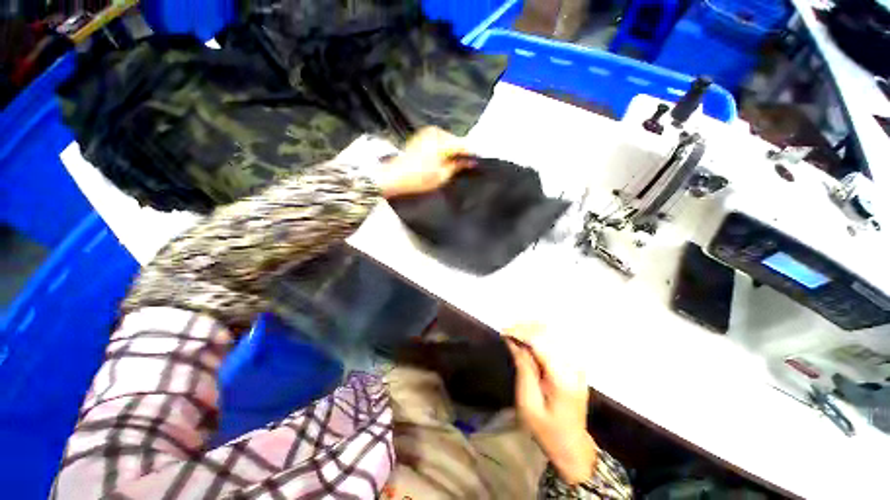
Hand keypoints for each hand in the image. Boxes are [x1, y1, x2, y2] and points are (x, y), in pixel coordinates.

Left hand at [372, 127, 475, 197]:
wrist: (393, 177)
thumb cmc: (418, 179)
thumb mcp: (442, 176)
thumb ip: (458, 166)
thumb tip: (471, 161)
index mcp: (442, 141)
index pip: (464, 145)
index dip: (473, 154)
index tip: (479, 162)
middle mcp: (436, 132)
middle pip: (456, 141)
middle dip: (462, 152)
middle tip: (468, 166)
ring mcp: (427, 132)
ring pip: (448, 140)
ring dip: (453, 151)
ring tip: (457, 164)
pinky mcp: (422, 136)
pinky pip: (439, 140)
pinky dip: (444, 149)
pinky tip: (445, 159)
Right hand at [504, 324, 598, 484]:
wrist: (572, 445)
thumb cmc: (546, 429)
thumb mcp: (528, 404)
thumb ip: (523, 369)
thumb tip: (514, 341)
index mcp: (562, 378)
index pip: (540, 341)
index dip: (520, 332)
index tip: (503, 332)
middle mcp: (573, 365)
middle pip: (548, 332)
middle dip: (524, 327)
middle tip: (507, 332)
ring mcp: (577, 363)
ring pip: (553, 332)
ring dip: (532, 328)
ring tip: (515, 333)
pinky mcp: (575, 363)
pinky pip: (557, 339)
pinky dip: (540, 334)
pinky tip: (528, 339)